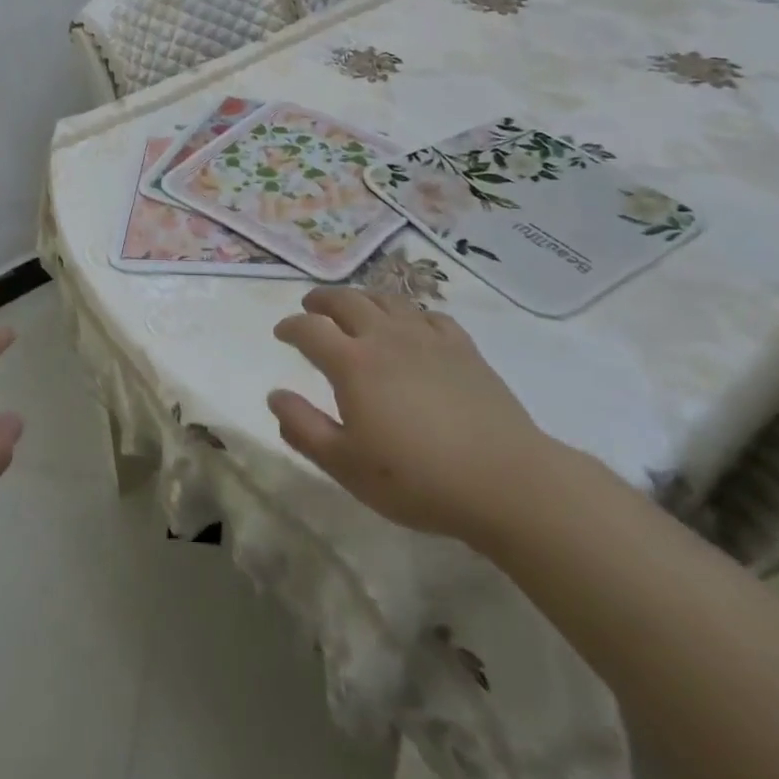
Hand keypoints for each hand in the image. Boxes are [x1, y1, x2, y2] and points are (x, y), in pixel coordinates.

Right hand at [267, 287, 558, 547]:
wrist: (504, 481)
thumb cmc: (417, 479)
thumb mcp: (346, 465)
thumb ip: (303, 428)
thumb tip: (274, 396)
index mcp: (353, 363)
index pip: (310, 329)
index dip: (291, 327)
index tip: (281, 332)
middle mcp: (386, 337)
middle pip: (347, 301)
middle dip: (322, 300)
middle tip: (311, 306)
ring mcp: (427, 338)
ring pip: (387, 300)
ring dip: (363, 298)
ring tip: (355, 307)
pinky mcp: (463, 347)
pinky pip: (429, 315)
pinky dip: (410, 312)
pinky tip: (411, 325)